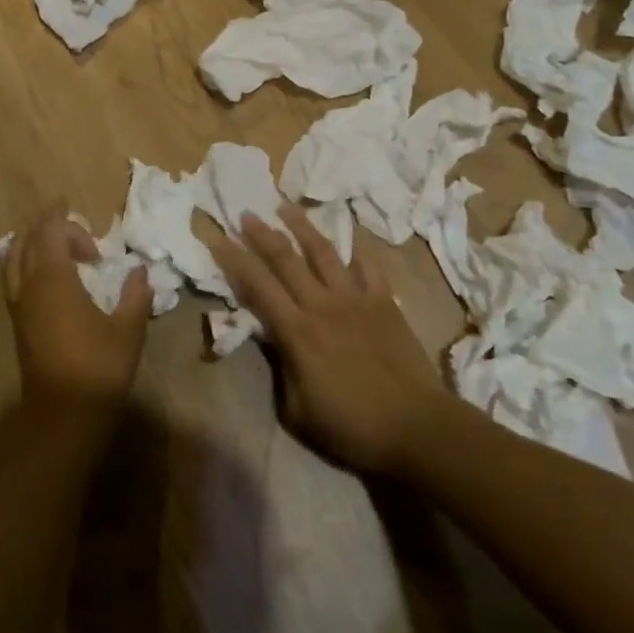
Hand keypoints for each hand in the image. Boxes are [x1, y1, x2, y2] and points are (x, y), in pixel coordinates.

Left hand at [4, 201, 151, 412]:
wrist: (64, 416)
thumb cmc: (99, 367)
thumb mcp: (128, 329)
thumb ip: (134, 294)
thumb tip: (139, 270)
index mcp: (54, 280)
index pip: (48, 232)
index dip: (58, 216)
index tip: (71, 205)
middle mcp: (30, 287)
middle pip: (26, 242)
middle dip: (45, 227)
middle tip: (71, 225)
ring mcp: (20, 307)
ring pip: (14, 260)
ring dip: (32, 244)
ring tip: (57, 244)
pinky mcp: (19, 325)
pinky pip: (14, 279)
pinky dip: (26, 264)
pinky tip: (48, 274)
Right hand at [210, 204, 449, 475]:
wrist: (415, 426)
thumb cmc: (351, 426)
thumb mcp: (297, 411)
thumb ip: (280, 368)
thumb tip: (269, 337)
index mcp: (297, 331)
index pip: (257, 286)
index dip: (234, 260)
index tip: (218, 237)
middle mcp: (322, 304)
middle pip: (286, 259)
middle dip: (262, 234)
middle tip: (246, 212)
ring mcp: (356, 298)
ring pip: (323, 251)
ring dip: (302, 226)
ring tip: (285, 206)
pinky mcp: (384, 300)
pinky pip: (369, 264)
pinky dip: (358, 244)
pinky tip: (349, 227)